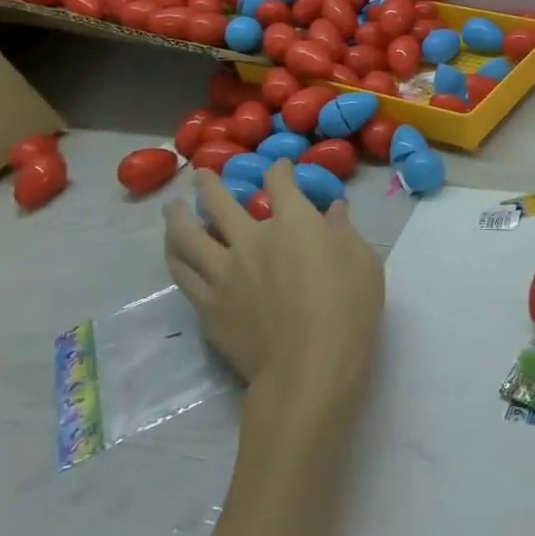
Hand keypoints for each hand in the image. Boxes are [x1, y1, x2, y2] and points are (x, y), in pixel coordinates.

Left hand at [164, 162, 383, 415]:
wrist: (308, 367)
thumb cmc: (347, 308)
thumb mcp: (363, 261)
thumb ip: (344, 231)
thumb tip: (334, 210)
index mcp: (293, 222)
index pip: (279, 182)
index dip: (279, 170)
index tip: (280, 167)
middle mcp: (252, 238)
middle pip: (220, 202)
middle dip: (210, 184)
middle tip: (201, 174)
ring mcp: (224, 272)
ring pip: (188, 236)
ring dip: (177, 216)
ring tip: (171, 207)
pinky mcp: (208, 305)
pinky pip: (183, 273)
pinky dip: (176, 256)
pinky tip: (174, 252)